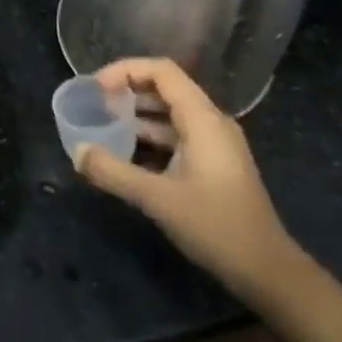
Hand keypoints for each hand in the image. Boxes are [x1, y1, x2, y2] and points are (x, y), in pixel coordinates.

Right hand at [72, 57, 296, 307]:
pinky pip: (176, 136)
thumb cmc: (215, 226)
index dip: (126, 71)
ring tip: (103, 126)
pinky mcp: (212, 164)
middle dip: (128, 91)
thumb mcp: (157, 198)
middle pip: (165, 88)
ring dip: (137, 115)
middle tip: (95, 106)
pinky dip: (149, 137)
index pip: (162, 71)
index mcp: (202, 119)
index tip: (96, 88)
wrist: (266, 270)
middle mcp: (210, 122)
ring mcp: (214, 144)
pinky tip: (126, 153)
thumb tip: (76, 151)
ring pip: (170, 114)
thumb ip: (113, 172)